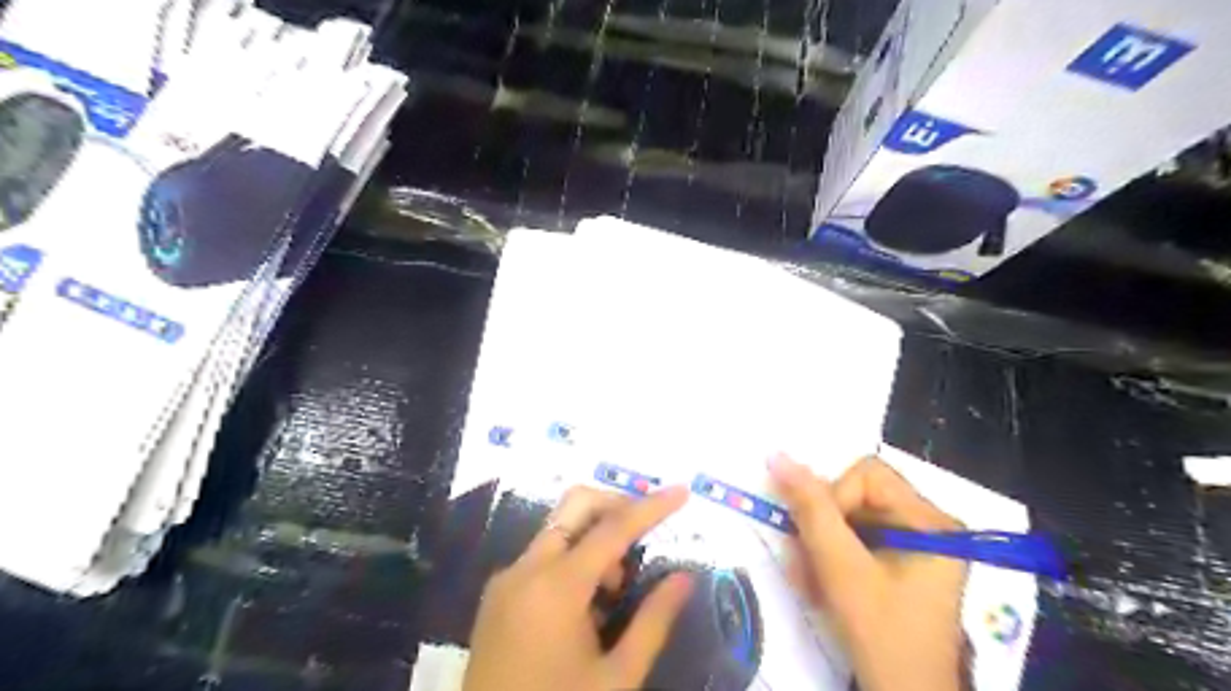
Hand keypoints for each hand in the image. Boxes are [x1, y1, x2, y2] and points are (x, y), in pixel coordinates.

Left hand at [461, 487, 691, 690]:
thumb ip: (653, 621)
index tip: (682, 492)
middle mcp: (526, 569)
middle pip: (575, 507)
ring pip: (558, 529)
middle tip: (645, 537)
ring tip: (616, 590)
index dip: (651, 507)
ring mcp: (506, 579)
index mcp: (556, 587)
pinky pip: (541, 556)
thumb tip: (684, 577)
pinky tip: (587, 605)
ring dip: (595, 539)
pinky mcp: (497, 594)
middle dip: (616, 507)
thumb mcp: (616, 679)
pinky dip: (572, 559)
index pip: (613, 528)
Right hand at [766, 456, 970, 690]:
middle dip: (824, 527)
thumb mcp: (840, 567)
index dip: (834, 498)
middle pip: (858, 495)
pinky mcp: (901, 561)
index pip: (868, 475)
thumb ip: (809, 509)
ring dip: (821, 545)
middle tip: (804, 560)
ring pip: (850, 518)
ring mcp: (916, 544)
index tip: (820, 540)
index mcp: (931, 520)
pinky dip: (831, 558)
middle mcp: (929, 524)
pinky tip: (819, 584)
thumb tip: (778, 456)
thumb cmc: (880, 633)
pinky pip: (855, 540)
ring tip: (810, 580)